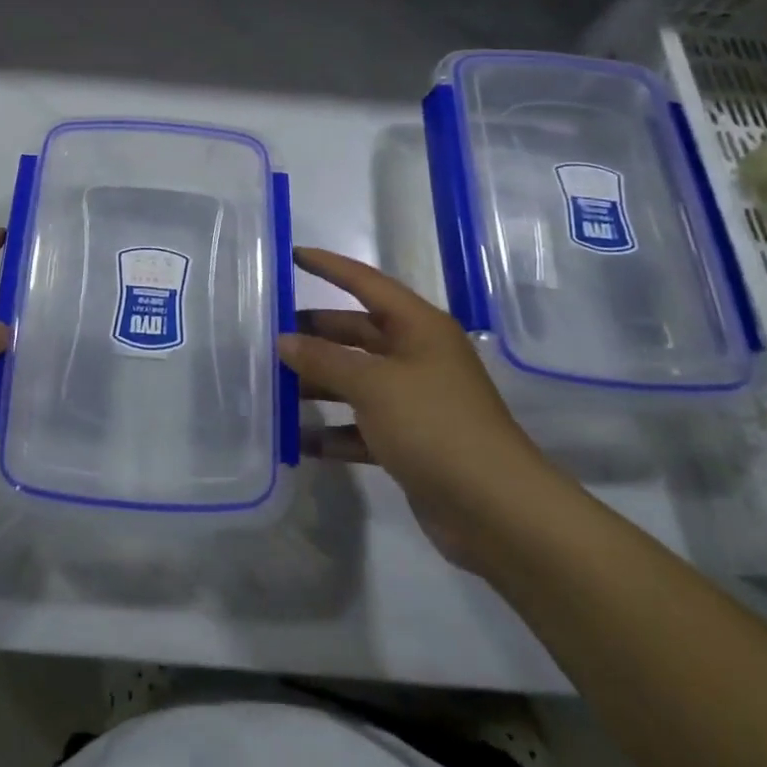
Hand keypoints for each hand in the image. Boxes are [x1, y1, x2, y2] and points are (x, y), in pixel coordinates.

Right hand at [280, 246, 566, 568]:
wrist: (498, 511)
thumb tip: (284, 340)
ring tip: (274, 387)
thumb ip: (325, 359)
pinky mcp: (411, 442)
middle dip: (316, 334)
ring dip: (319, 384)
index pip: (365, 282)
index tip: (292, 255)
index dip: (329, 267)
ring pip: (356, 380)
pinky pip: (362, 425)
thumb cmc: (435, 426)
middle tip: (269, 333)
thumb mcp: (373, 385)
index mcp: (418, 327)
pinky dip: (334, 431)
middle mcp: (417, 356)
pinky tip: (301, 441)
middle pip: (357, 333)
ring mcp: (415, 401)